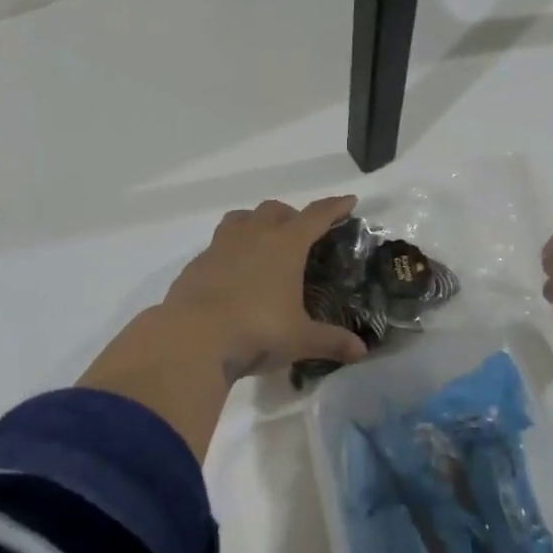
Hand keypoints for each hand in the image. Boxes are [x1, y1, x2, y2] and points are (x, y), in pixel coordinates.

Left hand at [78, 195, 365, 458]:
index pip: (316, 216)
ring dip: (256, 223)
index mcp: (286, 244)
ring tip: (263, 243)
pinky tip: (233, 274)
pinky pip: (218, 245)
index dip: (334, 207)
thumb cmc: (256, 331)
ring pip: (241, 218)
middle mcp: (254, 236)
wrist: (191, 338)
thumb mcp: (300, 339)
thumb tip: (361, 351)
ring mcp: (221, 246)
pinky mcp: (196, 264)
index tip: (349, 201)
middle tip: (301, 234)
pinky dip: (230, 250)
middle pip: (275, 210)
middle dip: (292, 215)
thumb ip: (331, 341)